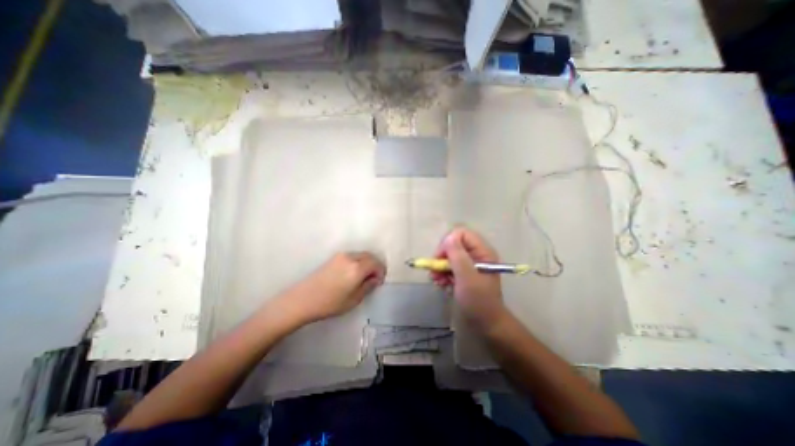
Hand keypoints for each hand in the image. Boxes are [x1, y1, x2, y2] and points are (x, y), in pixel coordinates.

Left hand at [281, 254, 385, 323]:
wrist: (302, 300)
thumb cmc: (330, 303)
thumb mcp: (354, 299)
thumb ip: (368, 286)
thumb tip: (375, 279)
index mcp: (357, 268)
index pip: (376, 264)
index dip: (381, 272)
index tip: (379, 282)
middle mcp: (350, 257)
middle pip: (369, 256)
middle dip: (375, 266)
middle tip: (374, 279)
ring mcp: (341, 256)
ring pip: (361, 255)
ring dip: (366, 263)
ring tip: (364, 277)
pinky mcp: (334, 258)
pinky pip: (352, 256)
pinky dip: (358, 262)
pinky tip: (353, 273)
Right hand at [435, 228, 508, 332]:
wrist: (486, 325)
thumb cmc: (478, 301)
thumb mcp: (467, 277)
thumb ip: (458, 255)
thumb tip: (449, 237)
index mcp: (482, 251)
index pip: (461, 233)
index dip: (448, 242)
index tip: (440, 257)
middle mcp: (476, 255)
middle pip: (453, 244)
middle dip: (442, 256)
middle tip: (435, 270)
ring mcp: (470, 265)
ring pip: (449, 256)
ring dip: (440, 266)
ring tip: (436, 280)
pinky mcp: (464, 274)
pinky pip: (449, 266)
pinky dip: (442, 273)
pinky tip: (441, 283)